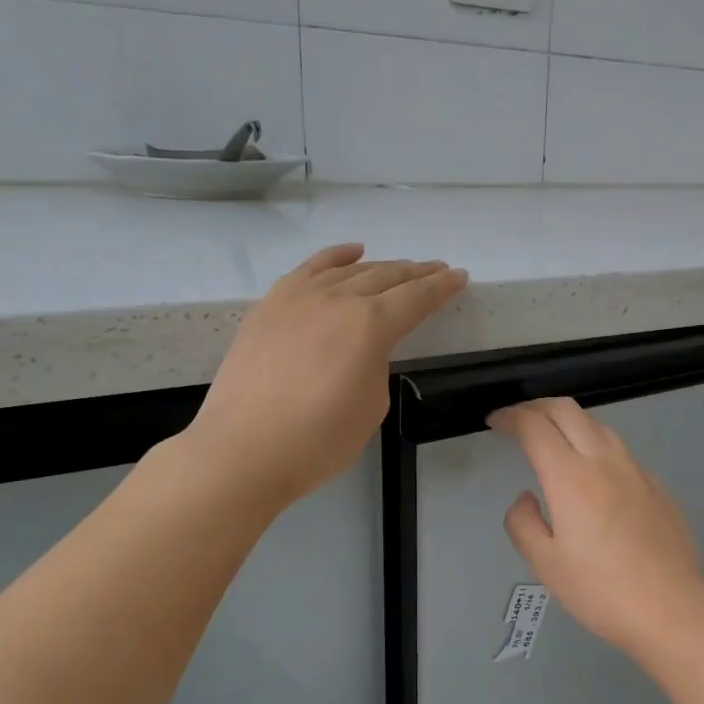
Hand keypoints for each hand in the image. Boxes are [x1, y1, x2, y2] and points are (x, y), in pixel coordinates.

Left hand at [188, 244, 466, 507]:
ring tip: (401, 268)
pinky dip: (334, 257)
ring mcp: (298, 298)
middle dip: (416, 273)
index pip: (416, 298)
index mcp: (370, 325)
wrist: (243, 451)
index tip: (459, 277)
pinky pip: (308, 269)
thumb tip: (363, 349)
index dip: (441, 288)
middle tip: (436, 271)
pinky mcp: (270, 306)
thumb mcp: (371, 405)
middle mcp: (337, 299)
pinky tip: (352, 252)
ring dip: (380, 266)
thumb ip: (375, 364)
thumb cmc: (318, 441)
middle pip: (385, 277)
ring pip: (349, 270)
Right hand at [490, 398, 703, 657]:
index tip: (494, 422)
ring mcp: (636, 471)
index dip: (509, 417)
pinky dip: (595, 446)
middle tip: (518, 420)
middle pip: (567, 410)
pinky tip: (593, 475)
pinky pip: (619, 451)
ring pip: (598, 426)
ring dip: (568, 422)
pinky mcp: (656, 486)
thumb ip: (523, 523)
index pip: (534, 426)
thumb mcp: (545, 564)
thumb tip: (526, 498)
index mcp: (570, 477)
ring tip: (552, 440)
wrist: (671, 609)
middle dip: (537, 407)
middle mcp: (604, 461)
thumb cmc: (600, 591)